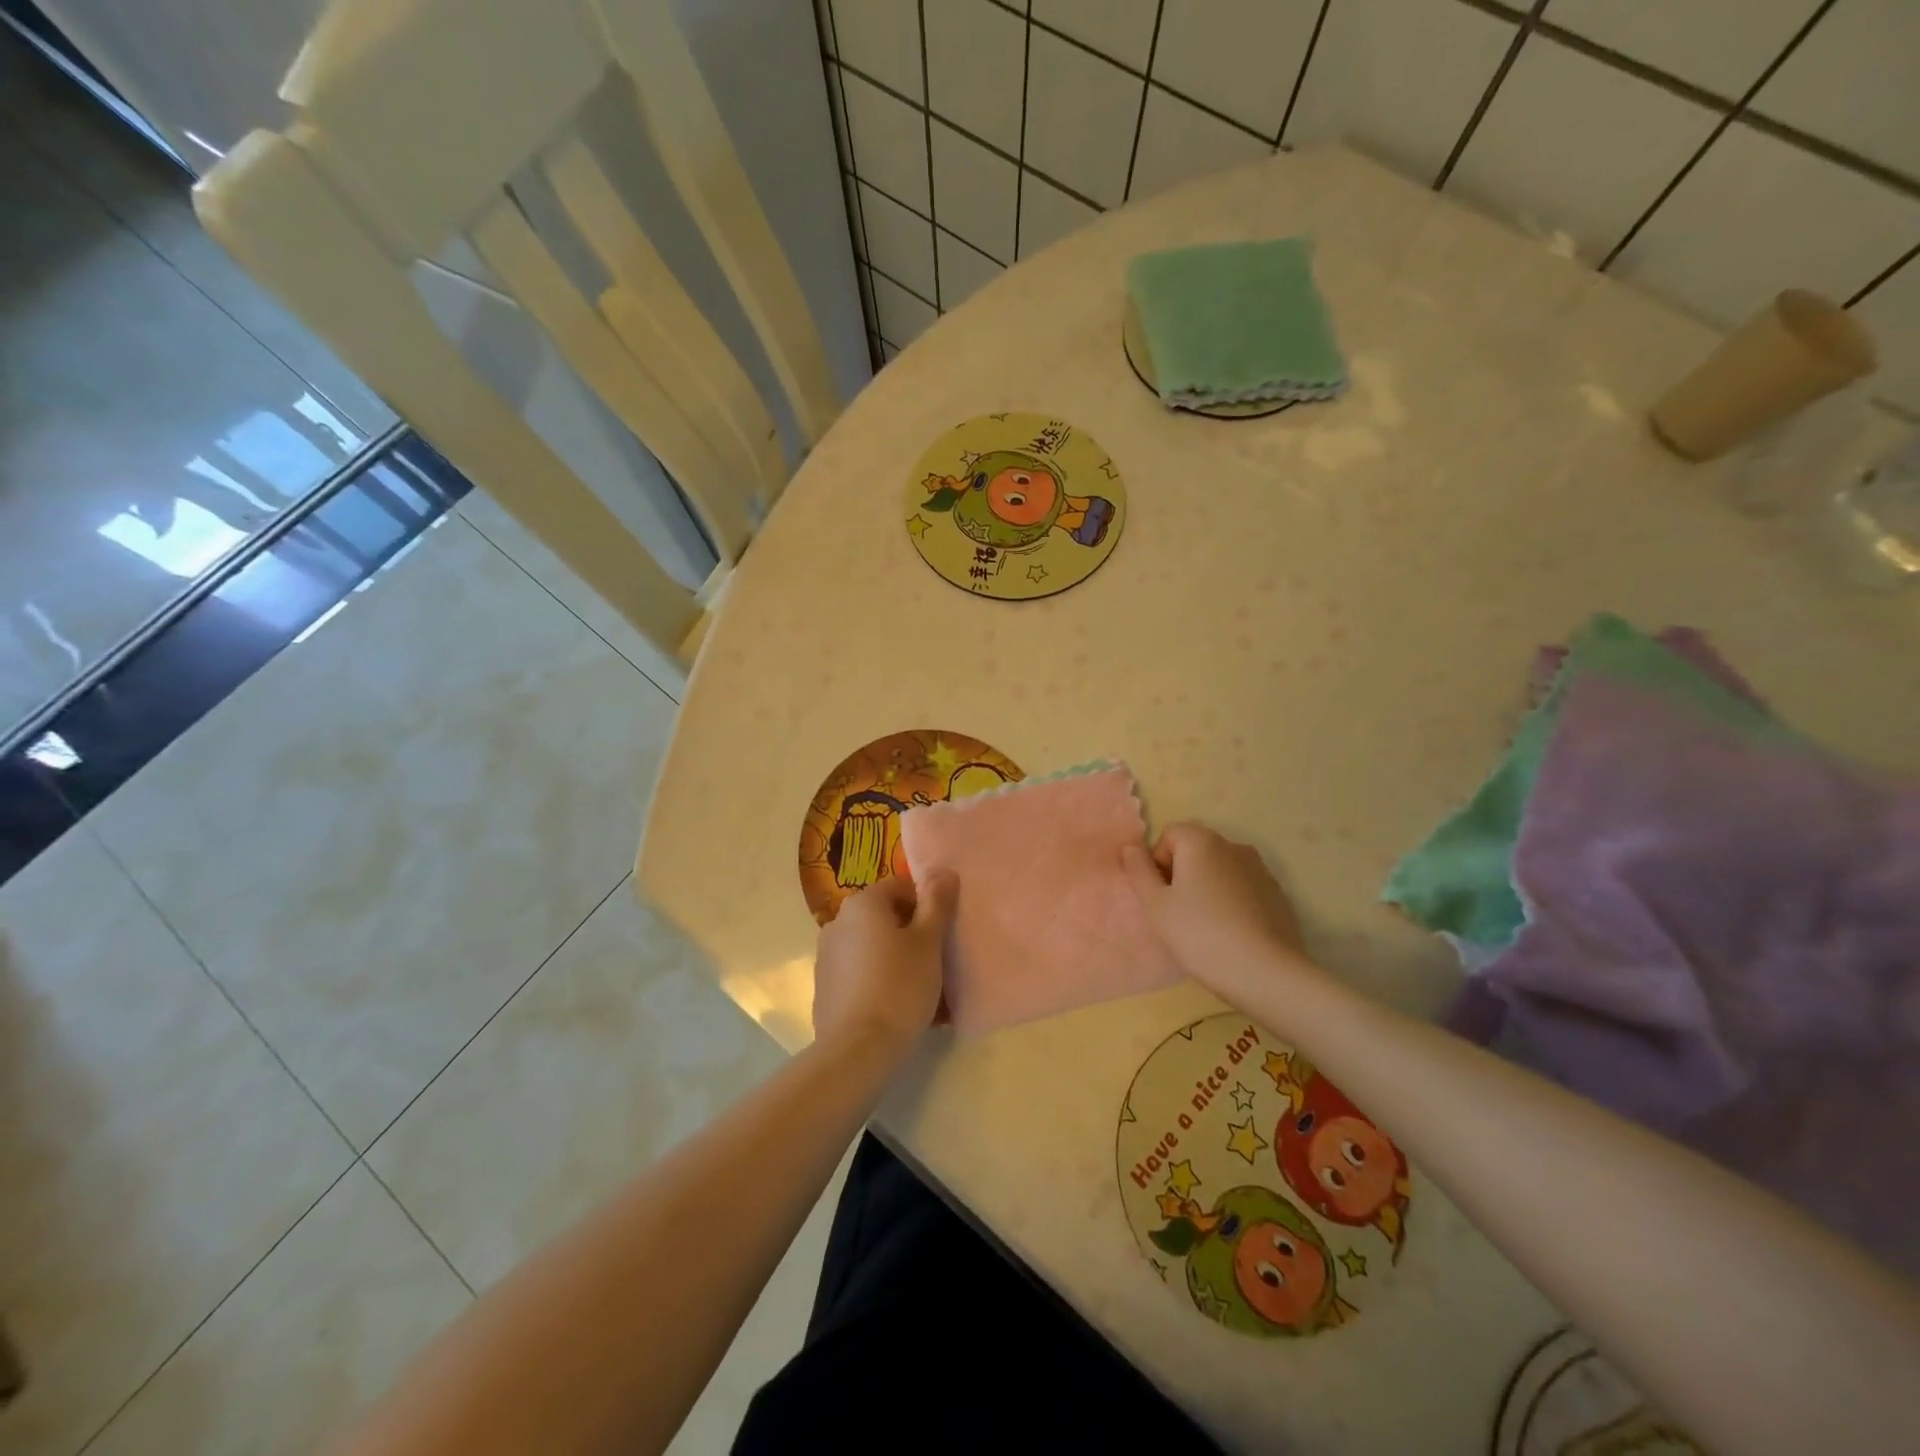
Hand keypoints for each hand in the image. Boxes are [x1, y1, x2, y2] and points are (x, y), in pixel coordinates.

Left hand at [812, 873, 956, 1058]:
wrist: (857, 1050)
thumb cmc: (899, 986)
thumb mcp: (928, 943)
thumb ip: (937, 904)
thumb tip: (944, 873)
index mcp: (862, 903)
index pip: (900, 887)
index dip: (926, 905)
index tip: (941, 933)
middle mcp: (838, 922)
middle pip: (885, 917)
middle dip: (911, 934)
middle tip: (936, 962)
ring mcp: (827, 956)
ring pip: (873, 948)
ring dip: (896, 959)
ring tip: (921, 990)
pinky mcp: (825, 988)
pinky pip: (860, 974)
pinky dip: (879, 982)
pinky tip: (897, 1008)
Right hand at [1121, 824, 1313, 989]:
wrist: (1266, 972)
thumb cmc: (1200, 934)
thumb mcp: (1156, 906)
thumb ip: (1139, 871)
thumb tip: (1130, 848)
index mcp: (1202, 841)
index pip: (1169, 835)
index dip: (1158, 863)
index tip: (1160, 896)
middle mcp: (1233, 845)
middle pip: (1196, 850)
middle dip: (1182, 874)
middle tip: (1178, 913)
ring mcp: (1260, 869)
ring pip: (1220, 870)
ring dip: (1207, 888)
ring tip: (1205, 926)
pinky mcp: (1278, 894)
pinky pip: (1243, 888)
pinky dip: (1232, 902)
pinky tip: (1231, 933)